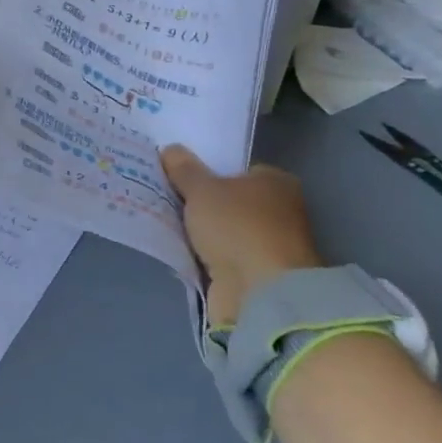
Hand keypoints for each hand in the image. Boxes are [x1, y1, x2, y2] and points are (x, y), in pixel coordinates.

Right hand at [160, 145, 322, 327]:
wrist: (260, 292)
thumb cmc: (237, 227)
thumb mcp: (201, 188)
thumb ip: (184, 168)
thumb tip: (170, 149)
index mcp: (275, 182)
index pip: (237, 170)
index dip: (207, 172)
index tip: (178, 177)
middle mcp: (278, 211)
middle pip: (228, 201)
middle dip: (200, 203)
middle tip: (164, 197)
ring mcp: (268, 245)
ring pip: (222, 230)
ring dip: (199, 231)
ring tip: (163, 222)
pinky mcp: (255, 274)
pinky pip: (219, 256)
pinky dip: (202, 254)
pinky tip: (178, 248)